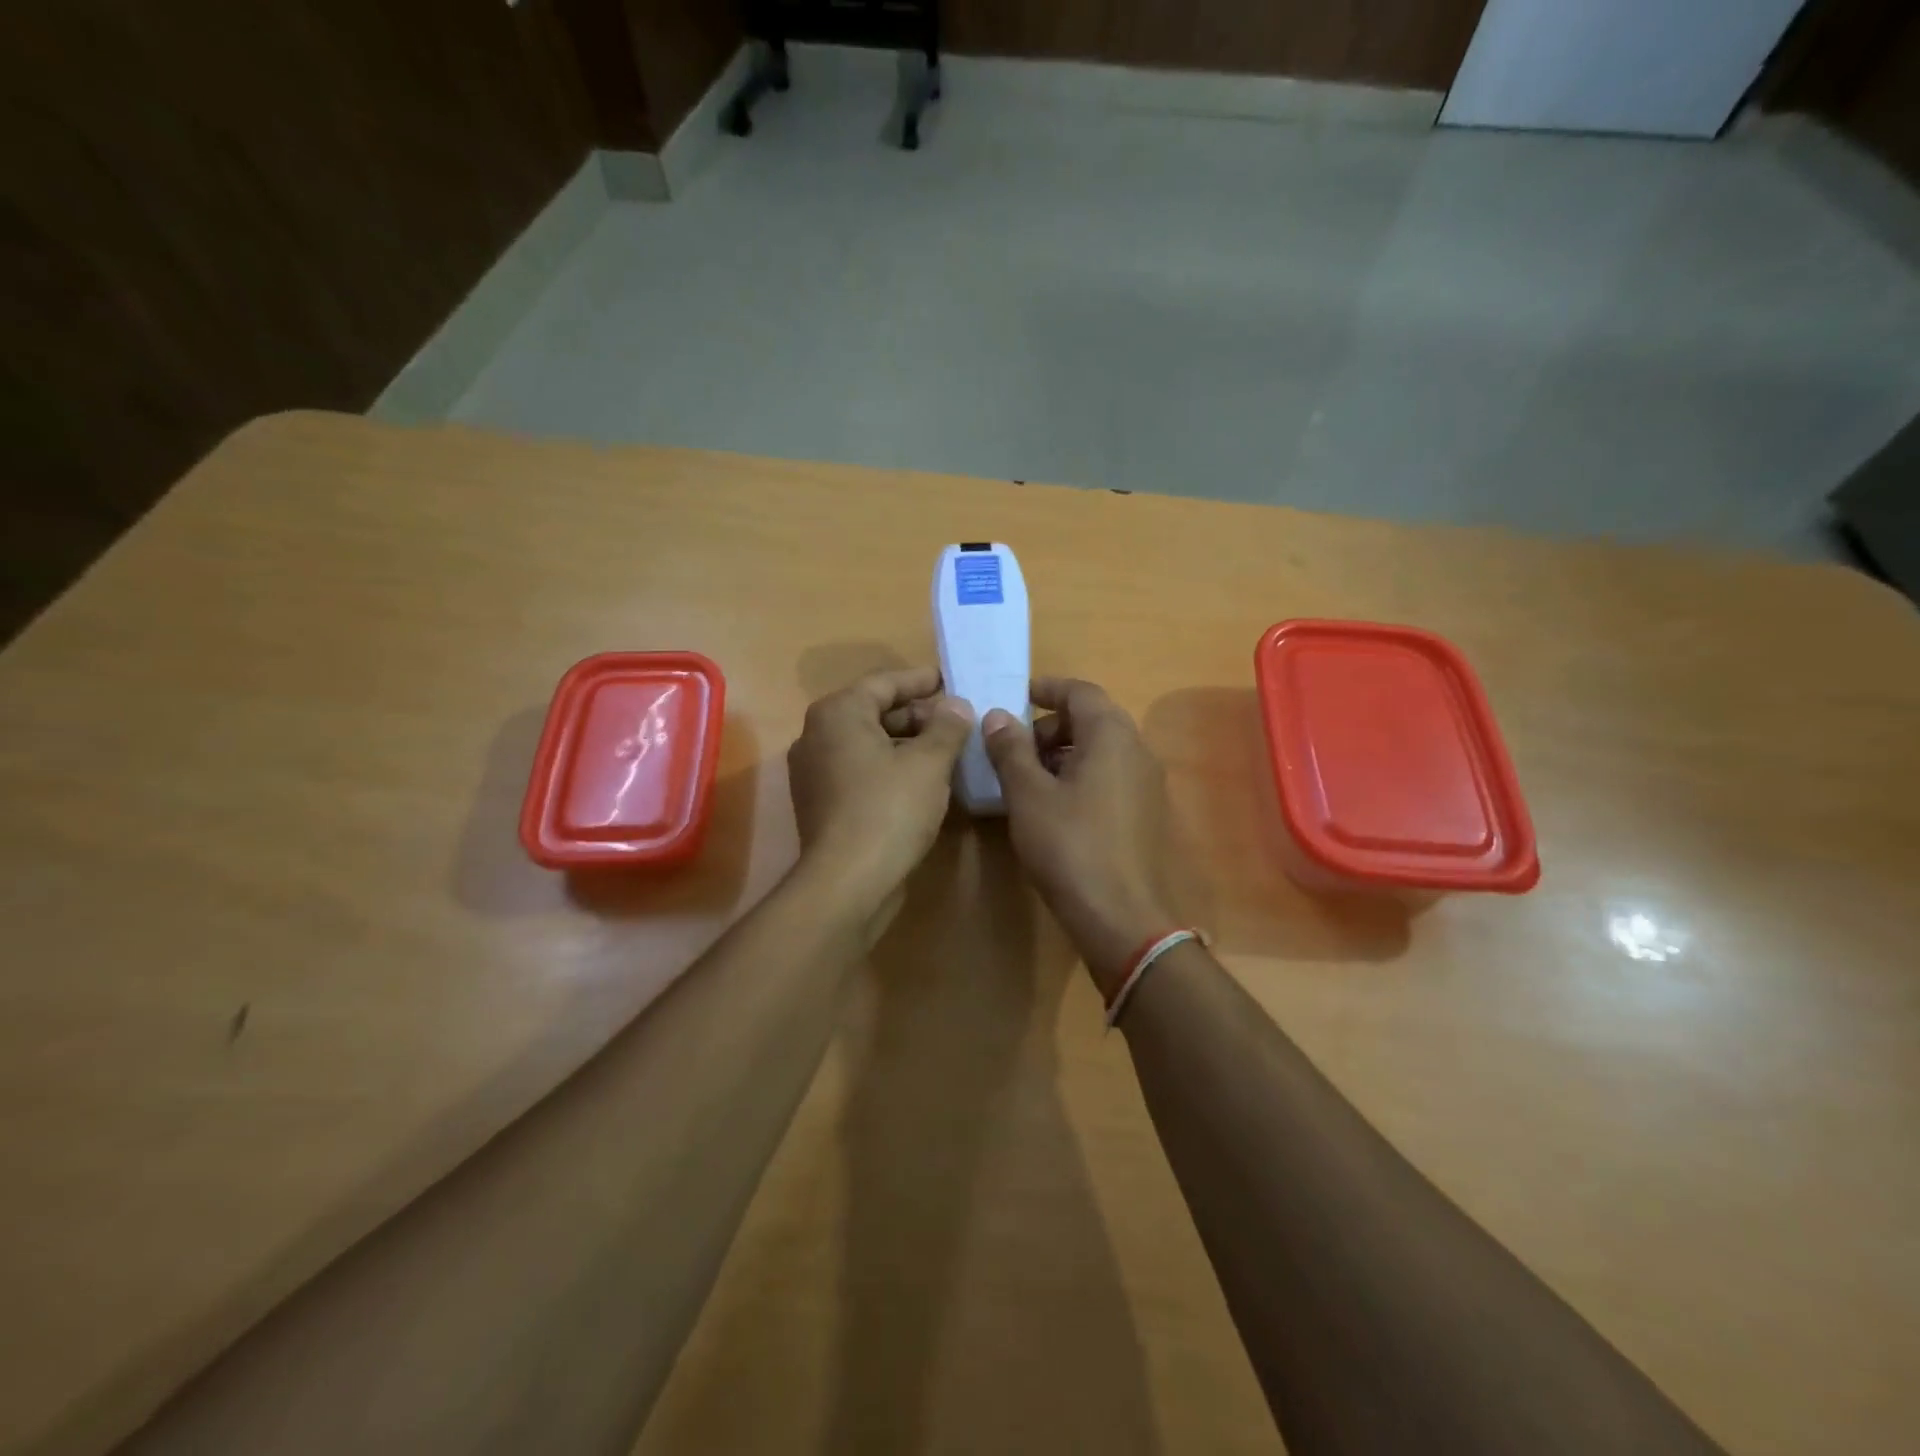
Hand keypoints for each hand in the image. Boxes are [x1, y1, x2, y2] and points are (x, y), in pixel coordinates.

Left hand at [787, 667, 973, 921]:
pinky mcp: (821, 803)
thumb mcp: (929, 762)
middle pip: (874, 712)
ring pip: (868, 744)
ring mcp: (815, 772)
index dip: (922, 680)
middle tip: (957, 720)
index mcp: (838, 713)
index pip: (885, 682)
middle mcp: (817, 735)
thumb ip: (947, 727)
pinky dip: (890, 768)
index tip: (952, 680)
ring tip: (947, 750)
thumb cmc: (889, 809)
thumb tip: (956, 706)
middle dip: (918, 715)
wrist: (847, 882)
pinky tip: (923, 781)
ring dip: (907, 744)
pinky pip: (861, 771)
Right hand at [983, 678, 1178, 995]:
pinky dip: (1080, 776)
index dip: (1045, 689)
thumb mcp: (1028, 795)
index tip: (1013, 697)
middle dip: (1049, 726)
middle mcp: (1137, 749)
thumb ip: (1010, 749)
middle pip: (1091, 719)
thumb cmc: (1070, 846)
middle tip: (1013, 748)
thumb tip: (996, 716)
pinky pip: (1110, 776)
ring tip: (1026, 779)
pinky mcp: (1146, 813)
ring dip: (1063, 753)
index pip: (1079, 691)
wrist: (1122, 917)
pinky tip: (1054, 806)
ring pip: (1101, 750)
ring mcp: (1147, 783)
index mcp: (1112, 735)